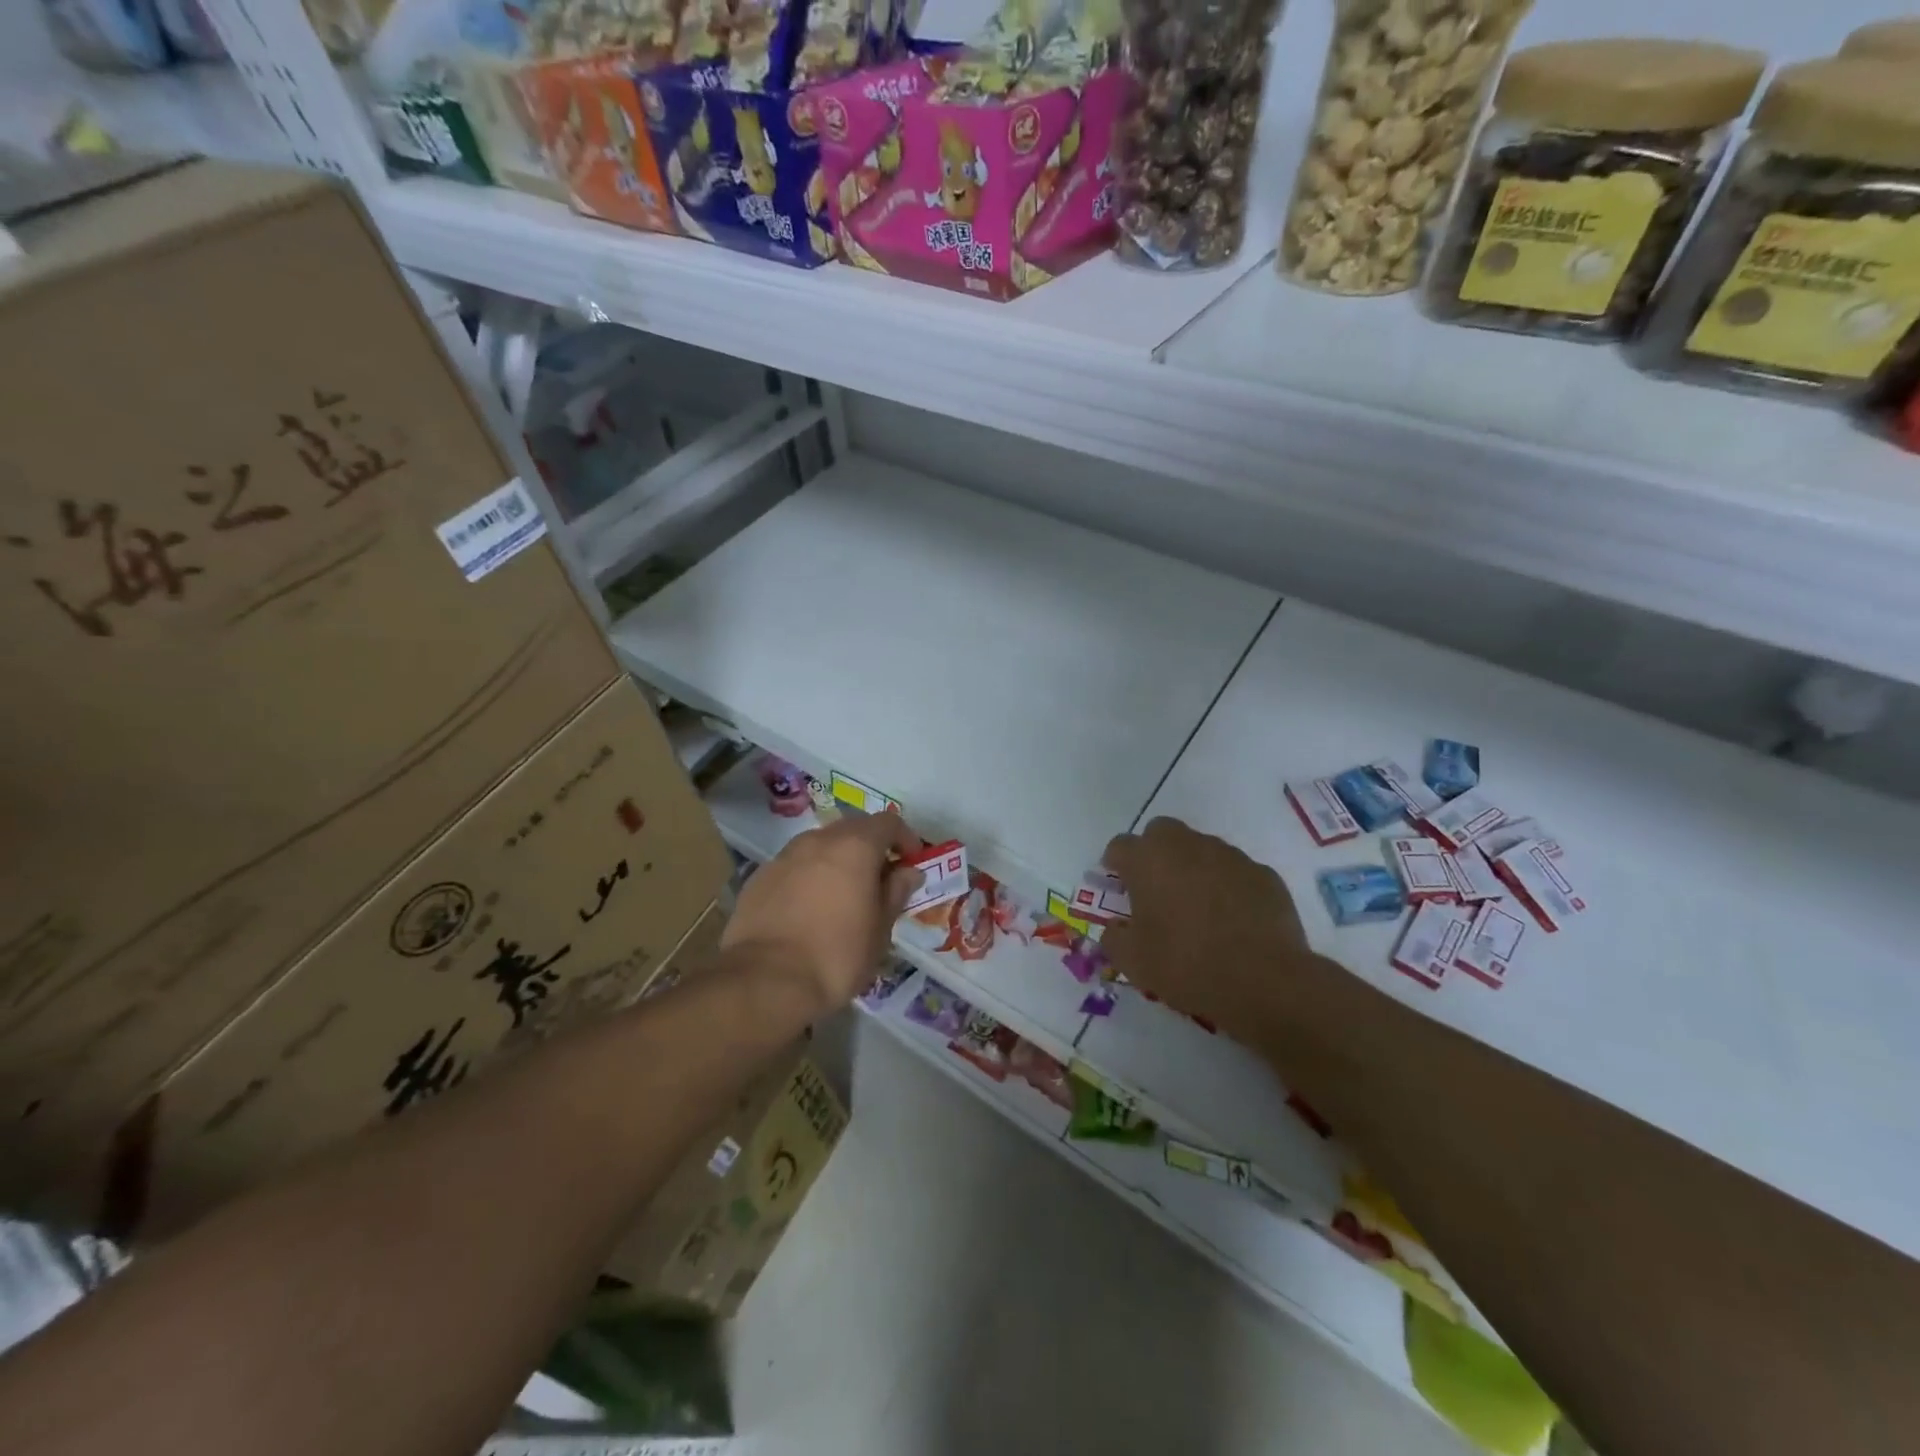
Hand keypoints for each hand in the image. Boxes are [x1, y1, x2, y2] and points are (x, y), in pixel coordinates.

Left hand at [724, 812, 924, 1015]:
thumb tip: (907, 872)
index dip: (905, 839)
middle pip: (853, 829)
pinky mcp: (760, 877)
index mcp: (855, 846)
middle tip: (879, 881)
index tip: (911, 864)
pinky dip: (809, 877)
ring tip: (842, 896)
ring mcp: (785, 856)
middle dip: (870, 848)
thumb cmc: (838, 955)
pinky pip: (795, 866)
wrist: (767, 981)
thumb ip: (896, 892)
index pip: (888, 822)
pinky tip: (809, 910)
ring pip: (820, 846)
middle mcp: (818, 840)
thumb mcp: (880, 929)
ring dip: (837, 861)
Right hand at [1101, 817, 1310, 1040]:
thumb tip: (1115, 928)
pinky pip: (1235, 871)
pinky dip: (1227, 886)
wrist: (1265, 982)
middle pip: (1161, 832)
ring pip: (1201, 848)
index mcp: (1148, 860)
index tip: (1118, 887)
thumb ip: (1114, 938)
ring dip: (1192, 867)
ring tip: (1197, 908)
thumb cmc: (1186, 966)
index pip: (1120, 846)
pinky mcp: (1264, 874)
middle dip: (1154, 853)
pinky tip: (1232, 919)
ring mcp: (1230, 856)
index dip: (1115, 865)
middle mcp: (1187, 846)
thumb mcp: (1133, 962)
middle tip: (1155, 889)